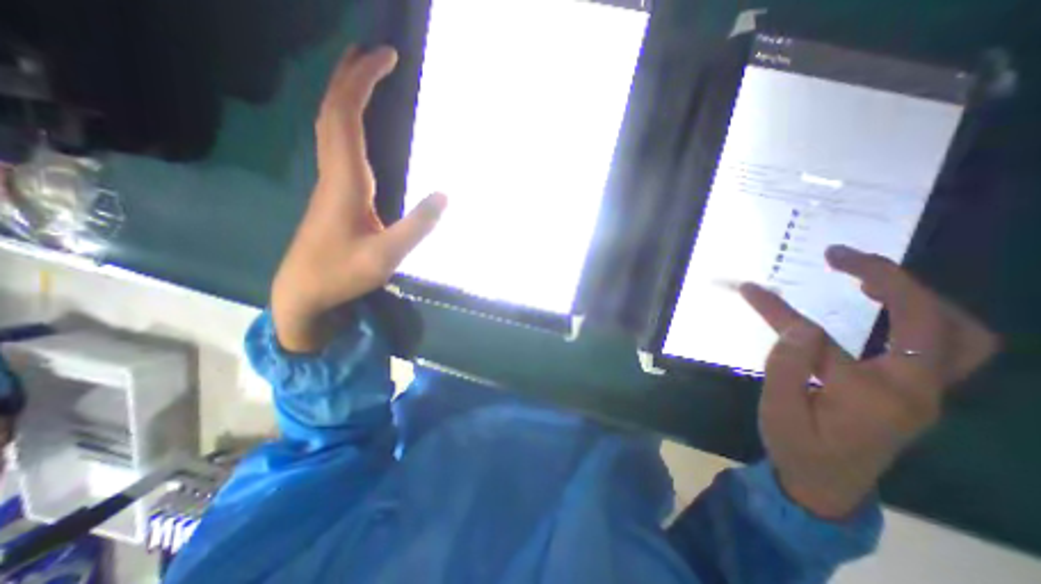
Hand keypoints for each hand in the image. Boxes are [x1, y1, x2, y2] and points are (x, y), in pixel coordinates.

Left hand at [271, 45, 444, 349]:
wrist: (305, 292)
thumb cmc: (342, 274)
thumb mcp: (386, 256)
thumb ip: (417, 226)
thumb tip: (445, 195)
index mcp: (344, 182)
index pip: (346, 116)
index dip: (362, 81)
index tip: (386, 57)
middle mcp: (333, 173)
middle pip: (332, 111)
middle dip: (351, 76)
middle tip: (375, 53)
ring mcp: (330, 183)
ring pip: (330, 125)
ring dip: (346, 95)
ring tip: (367, 76)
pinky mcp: (333, 194)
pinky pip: (336, 144)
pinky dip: (347, 122)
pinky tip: (359, 125)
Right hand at [739, 243, 999, 516]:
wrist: (829, 486)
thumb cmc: (797, 448)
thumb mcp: (777, 411)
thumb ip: (787, 367)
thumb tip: (799, 325)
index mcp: (870, 397)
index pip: (820, 339)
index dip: (779, 310)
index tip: (752, 289)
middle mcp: (915, 391)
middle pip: (930, 320)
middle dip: (887, 277)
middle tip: (840, 256)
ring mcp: (927, 393)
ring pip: (959, 332)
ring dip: (917, 294)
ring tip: (867, 276)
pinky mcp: (920, 392)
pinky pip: (948, 344)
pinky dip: (924, 314)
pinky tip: (887, 305)